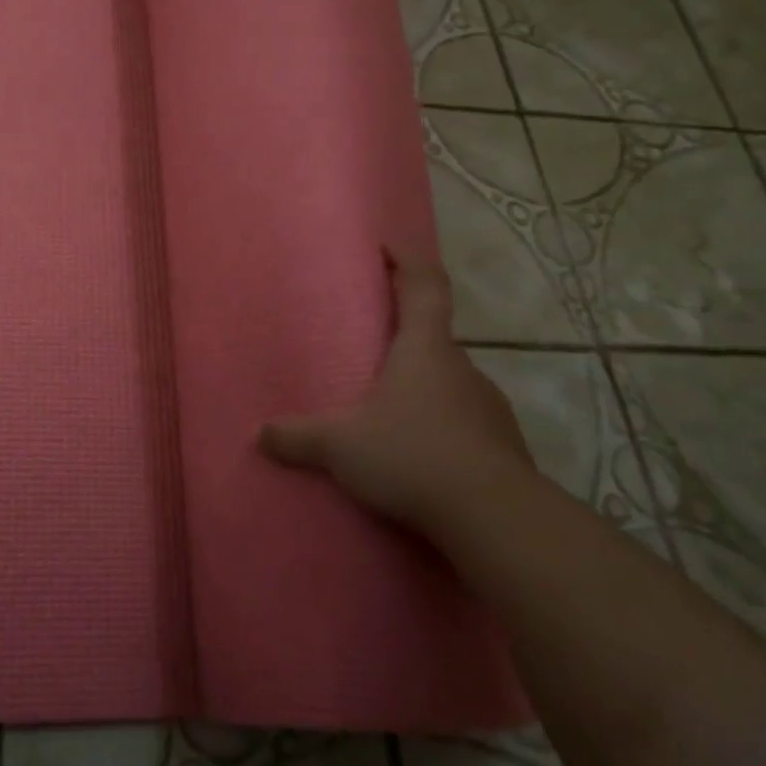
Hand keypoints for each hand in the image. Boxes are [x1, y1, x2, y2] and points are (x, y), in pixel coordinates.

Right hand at [258, 248, 532, 530]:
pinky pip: (465, 423)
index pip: (425, 285)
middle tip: (372, 354)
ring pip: (450, 383)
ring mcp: (489, 406)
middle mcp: (462, 367)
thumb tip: (260, 435)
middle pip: (434, 337)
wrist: (496, 518)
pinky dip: (443, 428)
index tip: (388, 247)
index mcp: (424, 349)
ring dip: (424, 389)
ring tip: (392, 415)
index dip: (408, 261)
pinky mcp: (504, 445)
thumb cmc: (412, 457)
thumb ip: (299, 438)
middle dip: (405, 339)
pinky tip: (422, 457)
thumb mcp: (341, 447)